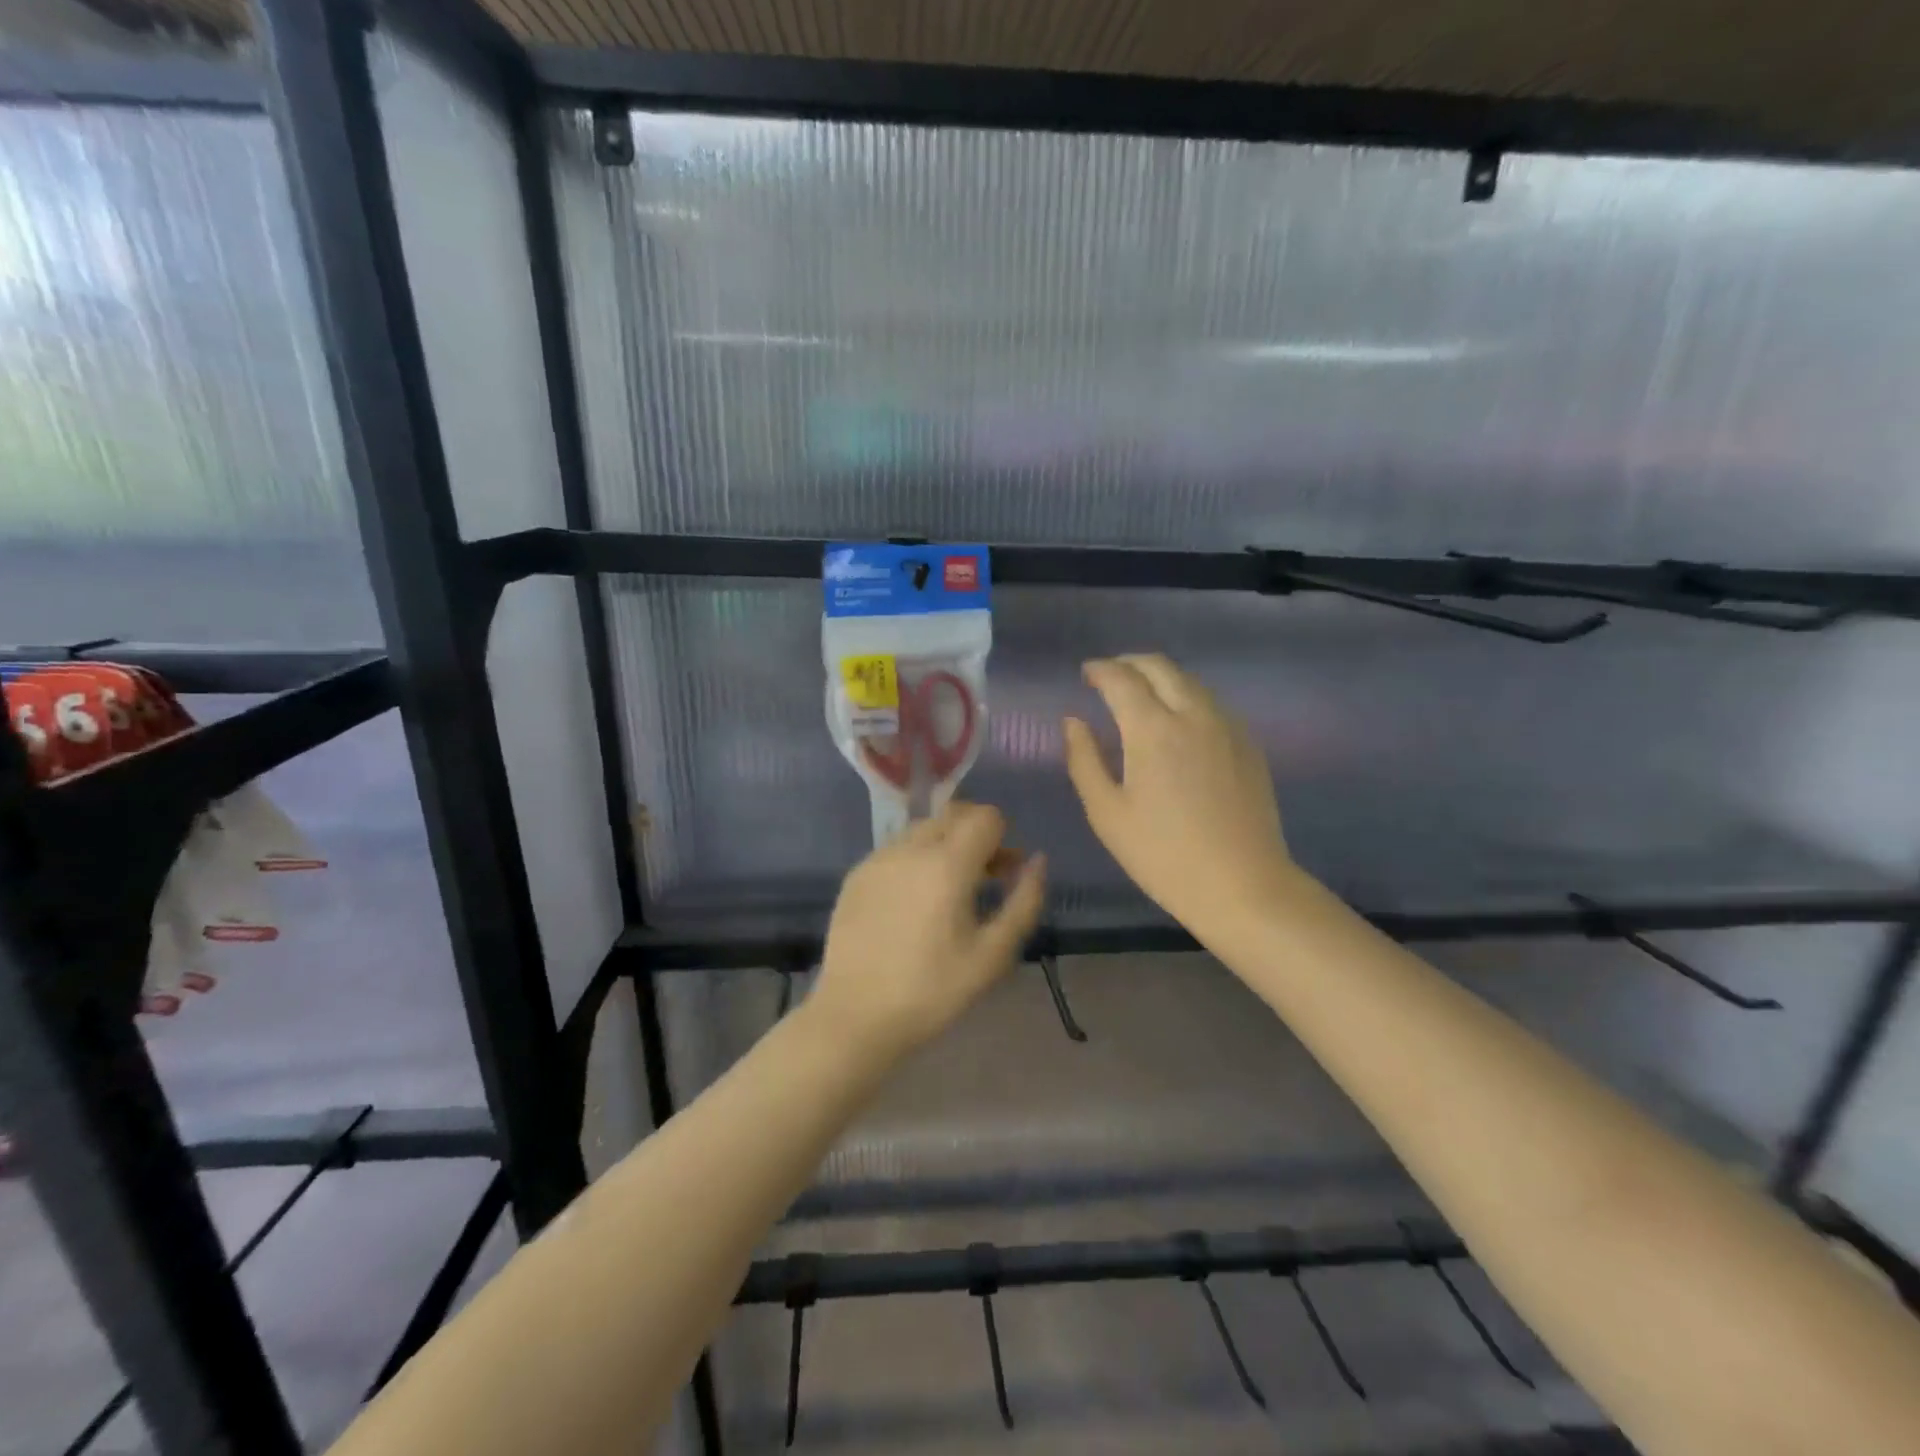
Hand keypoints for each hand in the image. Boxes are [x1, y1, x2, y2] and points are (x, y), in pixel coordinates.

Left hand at [812, 802, 1046, 1056]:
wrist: (855, 1016)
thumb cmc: (933, 990)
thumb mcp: (993, 954)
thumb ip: (1024, 901)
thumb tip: (1037, 861)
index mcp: (948, 863)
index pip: (985, 816)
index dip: (1002, 836)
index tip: (1004, 870)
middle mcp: (910, 848)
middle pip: (953, 815)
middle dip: (976, 835)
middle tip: (986, 877)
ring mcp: (878, 858)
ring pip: (923, 829)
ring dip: (945, 844)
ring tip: (949, 891)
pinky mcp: (856, 875)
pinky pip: (896, 849)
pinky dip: (915, 860)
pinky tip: (913, 903)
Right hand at [1063, 654, 1300, 930]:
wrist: (1243, 886)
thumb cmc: (1163, 855)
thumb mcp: (1107, 813)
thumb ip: (1084, 760)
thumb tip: (1073, 721)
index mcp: (1152, 729)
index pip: (1122, 678)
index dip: (1100, 670)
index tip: (1086, 674)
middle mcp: (1193, 714)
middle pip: (1160, 666)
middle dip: (1129, 663)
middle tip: (1109, 676)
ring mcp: (1227, 726)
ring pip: (1190, 680)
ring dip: (1160, 677)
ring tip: (1140, 695)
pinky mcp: (1248, 743)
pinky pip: (1212, 702)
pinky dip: (1186, 696)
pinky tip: (1177, 721)